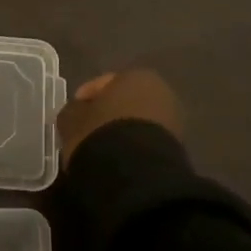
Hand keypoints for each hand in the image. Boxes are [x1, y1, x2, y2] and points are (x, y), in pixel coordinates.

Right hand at [56, 69, 183, 166]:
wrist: (136, 174)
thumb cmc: (100, 133)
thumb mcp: (72, 119)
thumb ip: (73, 111)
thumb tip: (77, 112)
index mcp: (136, 76)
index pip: (104, 83)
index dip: (85, 98)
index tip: (72, 114)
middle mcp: (160, 91)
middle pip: (125, 101)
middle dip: (108, 114)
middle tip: (88, 130)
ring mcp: (173, 120)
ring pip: (138, 122)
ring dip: (121, 131)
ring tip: (102, 149)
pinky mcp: (178, 148)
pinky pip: (147, 141)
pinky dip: (134, 147)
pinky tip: (119, 159)